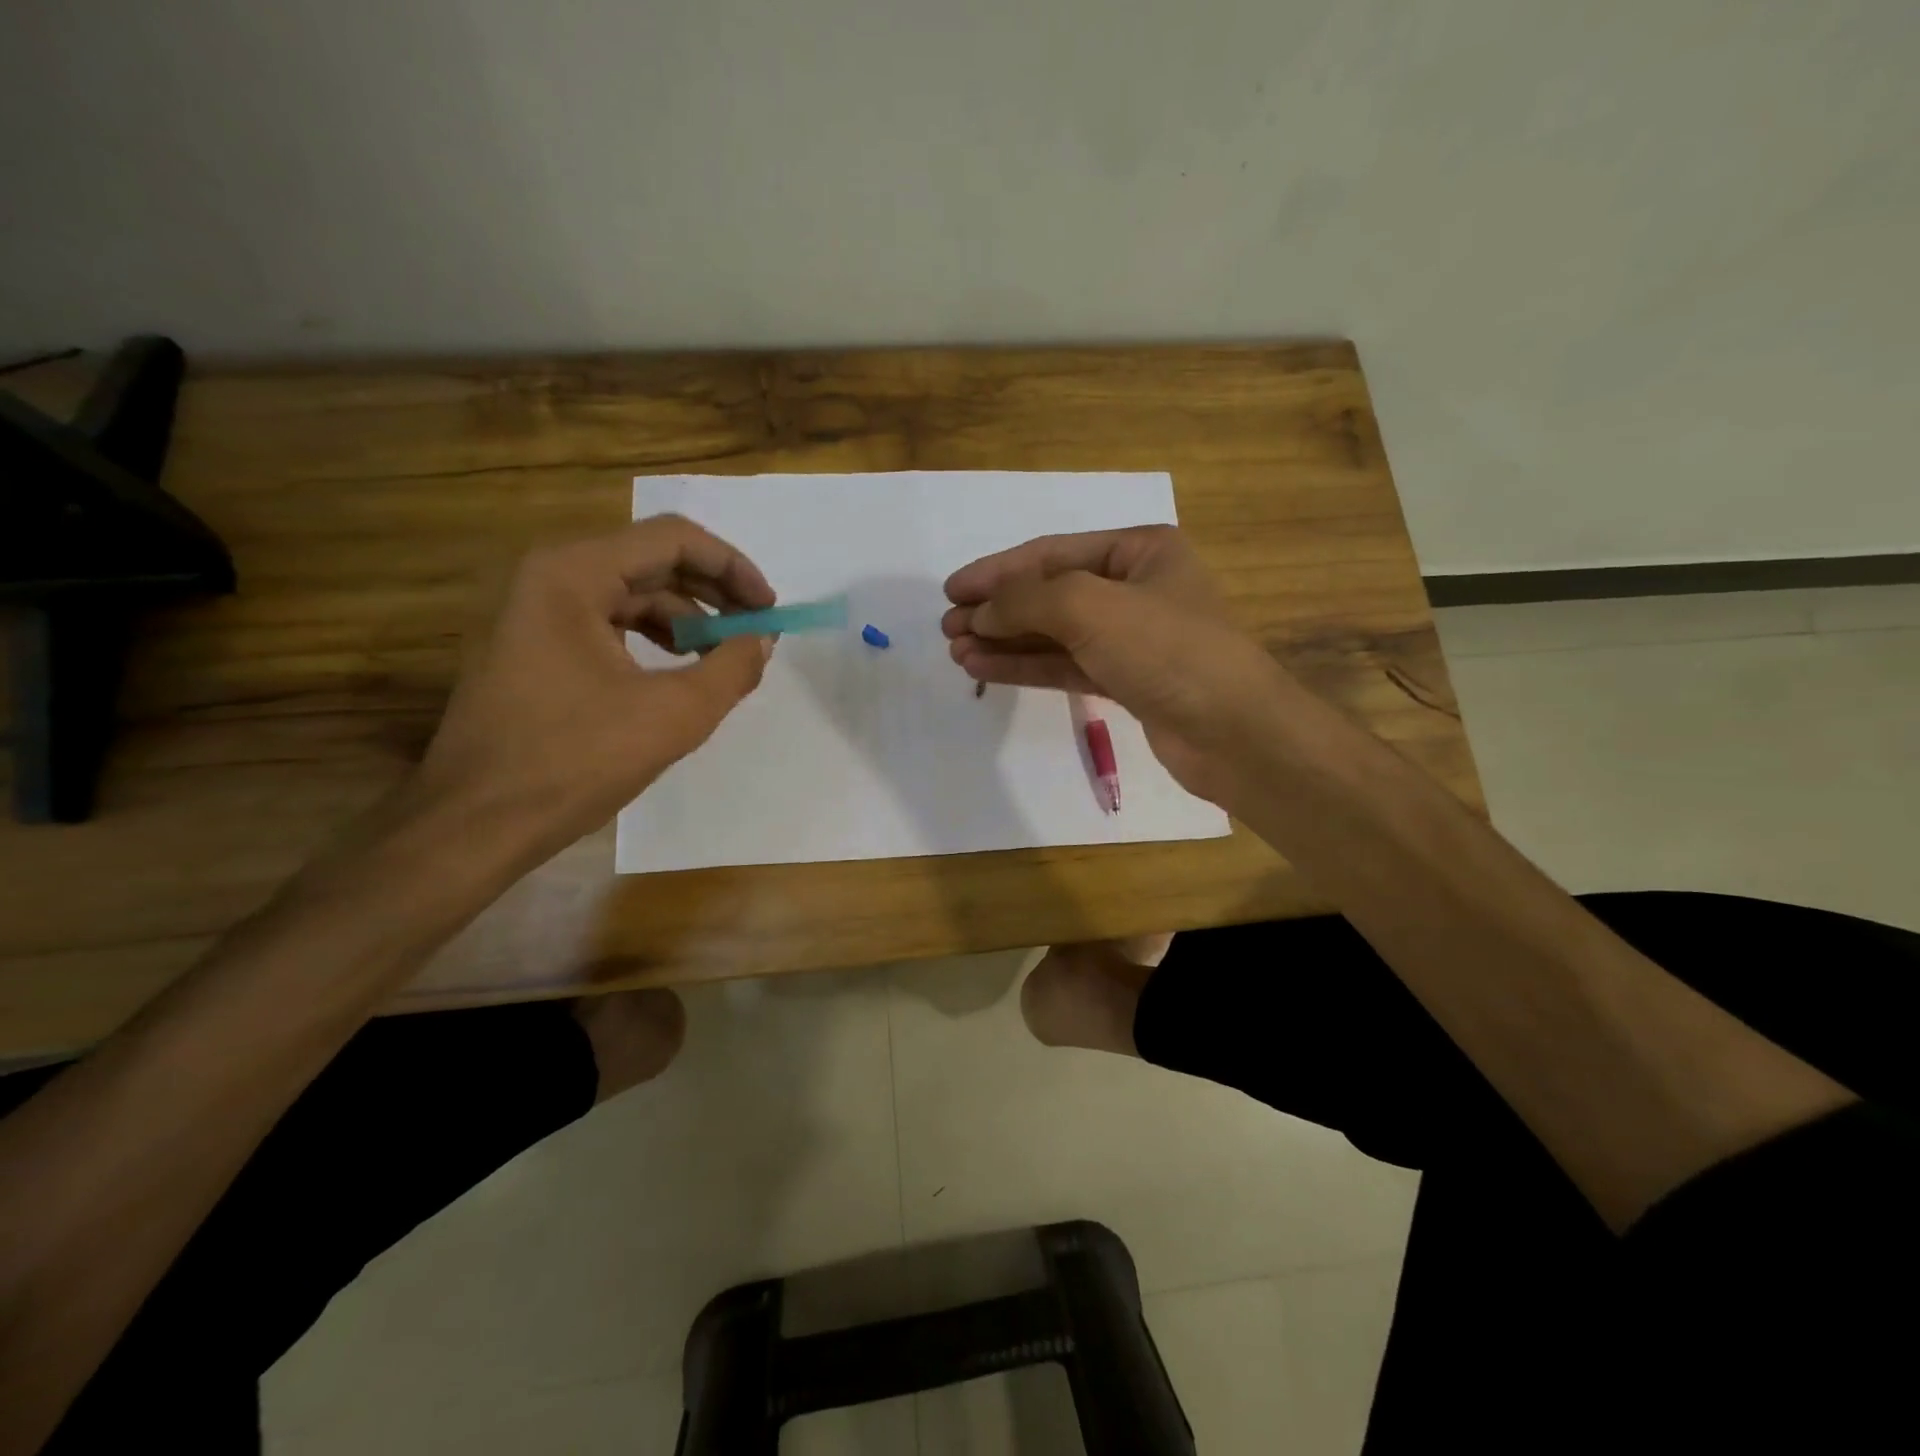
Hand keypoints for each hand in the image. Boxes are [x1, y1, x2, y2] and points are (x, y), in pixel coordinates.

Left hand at [413, 515, 774, 860]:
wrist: (476, 823)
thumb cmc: (575, 760)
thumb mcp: (674, 715)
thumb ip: (732, 667)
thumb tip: (761, 639)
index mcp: (573, 574)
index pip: (672, 539)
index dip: (732, 567)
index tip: (768, 609)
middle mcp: (548, 576)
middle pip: (651, 561)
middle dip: (712, 594)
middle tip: (754, 630)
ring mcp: (533, 611)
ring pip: (630, 593)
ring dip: (685, 619)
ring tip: (722, 657)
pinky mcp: (532, 645)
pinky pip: (607, 623)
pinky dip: (651, 639)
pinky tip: (678, 671)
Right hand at [941, 526, 1286, 803]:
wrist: (1233, 733)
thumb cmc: (1167, 650)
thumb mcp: (1090, 607)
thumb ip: (1027, 600)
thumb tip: (980, 612)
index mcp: (1141, 550)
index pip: (1052, 553)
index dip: (997, 570)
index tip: (951, 590)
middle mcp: (1136, 588)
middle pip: (1051, 593)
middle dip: (998, 609)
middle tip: (948, 627)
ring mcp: (1131, 638)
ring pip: (1055, 633)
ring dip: (1005, 641)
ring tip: (957, 651)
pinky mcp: (1126, 681)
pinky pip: (1066, 666)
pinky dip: (1026, 667)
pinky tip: (986, 669)